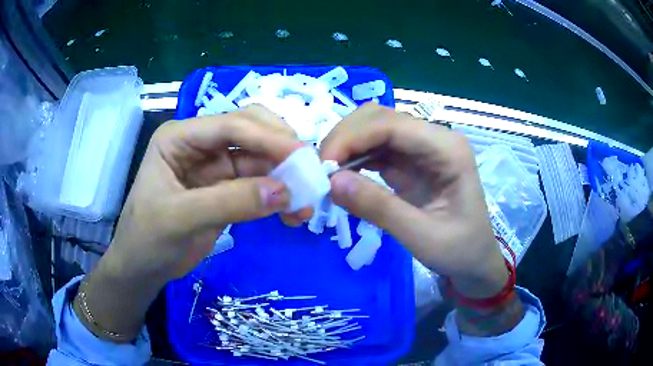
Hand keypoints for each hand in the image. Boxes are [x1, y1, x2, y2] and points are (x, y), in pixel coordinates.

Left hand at [76, 106, 304, 340]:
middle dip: (282, 151)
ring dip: (286, 178)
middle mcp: (201, 144)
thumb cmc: (147, 238)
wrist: (143, 267)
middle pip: (251, 133)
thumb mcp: (180, 218)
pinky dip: (279, 196)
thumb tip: (285, 192)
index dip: (268, 137)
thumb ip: (230, 203)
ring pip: (261, 160)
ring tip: (305, 205)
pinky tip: (292, 213)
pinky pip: (261, 184)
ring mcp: (215, 167)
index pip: (230, 125)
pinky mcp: (227, 189)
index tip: (302, 157)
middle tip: (309, 176)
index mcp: (180, 137)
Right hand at [320, 104, 507, 299]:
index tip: (323, 165)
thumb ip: (379, 209)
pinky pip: (376, 149)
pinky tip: (342, 176)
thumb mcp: (422, 237)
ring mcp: (422, 148)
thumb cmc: (460, 250)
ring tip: (326, 174)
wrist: (475, 261)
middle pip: (379, 118)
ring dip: (347, 146)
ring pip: (374, 129)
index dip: (352, 137)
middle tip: (321, 171)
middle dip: (345, 138)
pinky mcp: (411, 161)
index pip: (392, 124)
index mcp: (448, 149)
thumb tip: (331, 182)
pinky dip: (355, 158)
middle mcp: (435, 138)